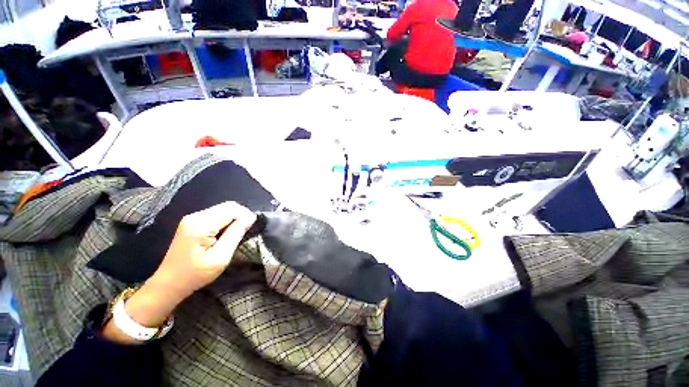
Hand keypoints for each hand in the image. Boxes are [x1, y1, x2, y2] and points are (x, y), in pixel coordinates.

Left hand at [150, 201, 256, 299]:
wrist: (169, 283)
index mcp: (201, 225)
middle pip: (228, 206)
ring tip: (237, 233)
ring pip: (223, 209)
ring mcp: (193, 218)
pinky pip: (217, 214)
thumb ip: (235, 234)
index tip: (251, 229)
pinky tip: (226, 233)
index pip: (232, 209)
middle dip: (241, 216)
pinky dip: (227, 221)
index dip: (246, 216)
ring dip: (235, 218)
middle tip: (246, 231)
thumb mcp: (220, 258)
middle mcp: (196, 216)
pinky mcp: (193, 222)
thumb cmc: (195, 275)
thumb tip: (251, 218)